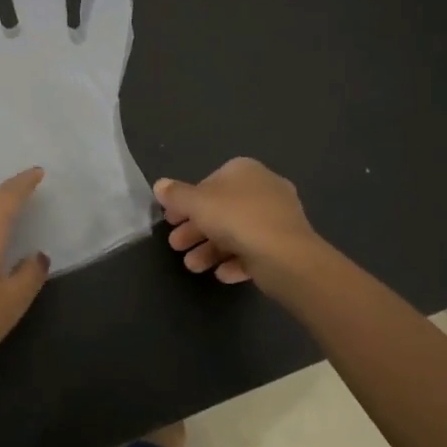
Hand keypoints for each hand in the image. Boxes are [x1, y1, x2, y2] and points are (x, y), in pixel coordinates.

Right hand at [154, 158, 320, 286]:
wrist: (286, 256)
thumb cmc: (237, 219)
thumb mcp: (197, 203)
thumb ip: (176, 195)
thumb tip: (159, 185)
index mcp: (245, 171)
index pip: (209, 183)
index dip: (186, 202)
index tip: (170, 220)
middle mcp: (264, 189)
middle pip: (221, 209)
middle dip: (196, 229)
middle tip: (176, 246)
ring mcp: (278, 218)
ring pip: (236, 233)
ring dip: (211, 249)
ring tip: (193, 267)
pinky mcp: (286, 245)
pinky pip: (255, 251)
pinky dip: (236, 261)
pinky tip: (222, 274)